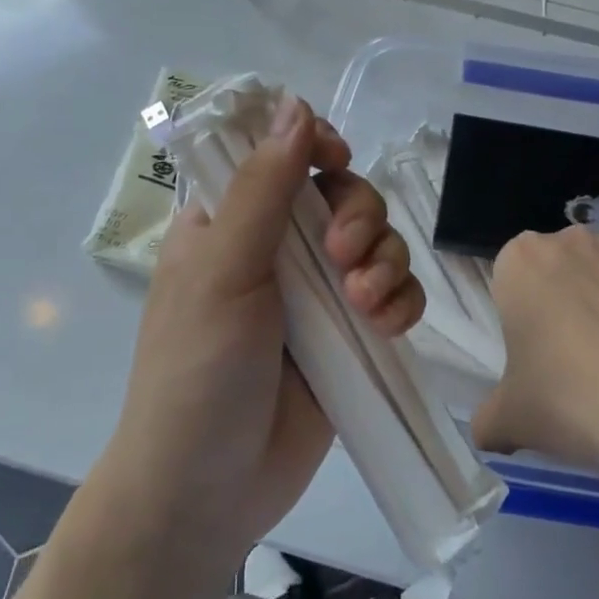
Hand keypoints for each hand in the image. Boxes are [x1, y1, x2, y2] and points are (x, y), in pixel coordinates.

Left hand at [100, 96, 423, 564]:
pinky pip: (395, 293)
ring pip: (378, 240)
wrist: (208, 494)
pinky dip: (402, 300)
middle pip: (343, 193)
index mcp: (231, 221)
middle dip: (359, 216)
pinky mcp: (351, 333)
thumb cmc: (197, 372)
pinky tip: (390, 327)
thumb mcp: (223, 271)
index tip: (335, 160)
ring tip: (367, 307)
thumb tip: (296, 104)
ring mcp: (318, 292)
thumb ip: (263, 188)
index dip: (315, 145)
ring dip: (386, 261)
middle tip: (346, 259)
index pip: (281, 154)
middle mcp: (277, 248)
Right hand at [472, 227, 598, 485]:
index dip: (522, 319)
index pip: (511, 281)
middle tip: (577, 360)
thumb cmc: (570, 399)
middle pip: (559, 270)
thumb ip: (488, 419)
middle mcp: (571, 240)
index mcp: (520, 262)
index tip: (536, 357)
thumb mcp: (510, 420)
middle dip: (564, 302)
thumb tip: (487, 433)